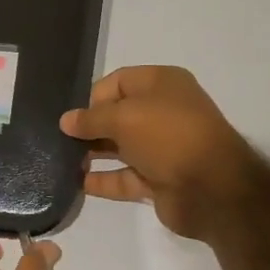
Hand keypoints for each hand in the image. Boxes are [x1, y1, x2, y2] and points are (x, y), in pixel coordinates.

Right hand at [60, 66, 257, 240]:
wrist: (211, 187)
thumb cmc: (168, 136)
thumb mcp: (124, 117)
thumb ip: (91, 118)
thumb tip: (66, 121)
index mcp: (162, 85)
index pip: (118, 82)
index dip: (94, 97)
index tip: (73, 117)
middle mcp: (163, 113)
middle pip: (117, 115)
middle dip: (89, 127)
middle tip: (58, 140)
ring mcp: (161, 148)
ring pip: (119, 148)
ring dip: (92, 154)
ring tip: (60, 161)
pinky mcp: (158, 180)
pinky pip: (124, 177)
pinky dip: (102, 180)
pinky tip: (75, 183)